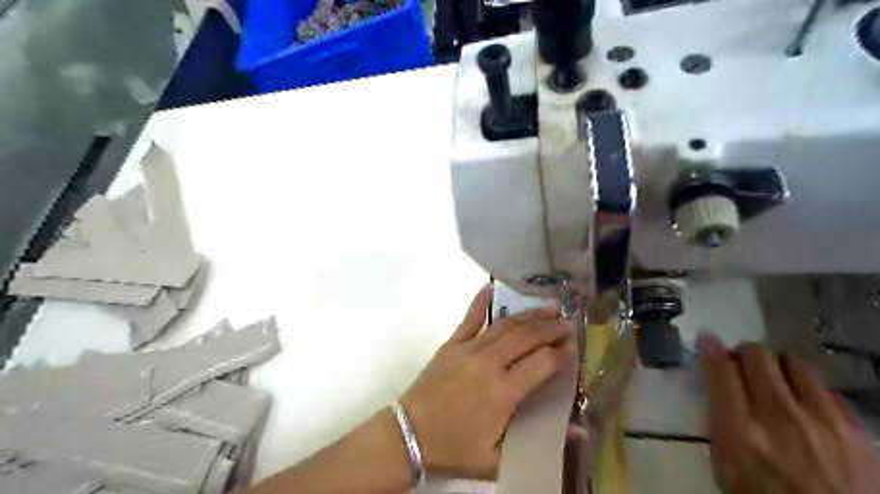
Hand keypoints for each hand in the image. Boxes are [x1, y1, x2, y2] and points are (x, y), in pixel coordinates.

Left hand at [402, 284, 578, 479]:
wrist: (409, 435)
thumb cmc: (454, 448)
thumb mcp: (497, 458)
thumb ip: (536, 442)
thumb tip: (578, 430)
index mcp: (503, 392)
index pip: (542, 362)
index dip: (561, 353)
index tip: (573, 346)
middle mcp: (489, 363)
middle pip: (526, 337)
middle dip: (550, 328)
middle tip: (568, 322)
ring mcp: (468, 349)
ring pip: (505, 326)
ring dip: (528, 315)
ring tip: (548, 307)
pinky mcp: (451, 344)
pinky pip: (468, 319)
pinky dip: (480, 302)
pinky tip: (490, 287)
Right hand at [703, 333, 878, 492]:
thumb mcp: (725, 467)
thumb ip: (719, 422)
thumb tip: (717, 385)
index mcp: (740, 432)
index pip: (720, 370)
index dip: (710, 348)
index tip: (707, 340)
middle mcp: (779, 419)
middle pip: (757, 356)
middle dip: (743, 353)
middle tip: (740, 363)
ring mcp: (822, 423)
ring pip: (794, 363)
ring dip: (777, 365)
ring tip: (774, 379)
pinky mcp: (856, 432)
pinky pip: (826, 389)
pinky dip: (808, 389)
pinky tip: (805, 405)